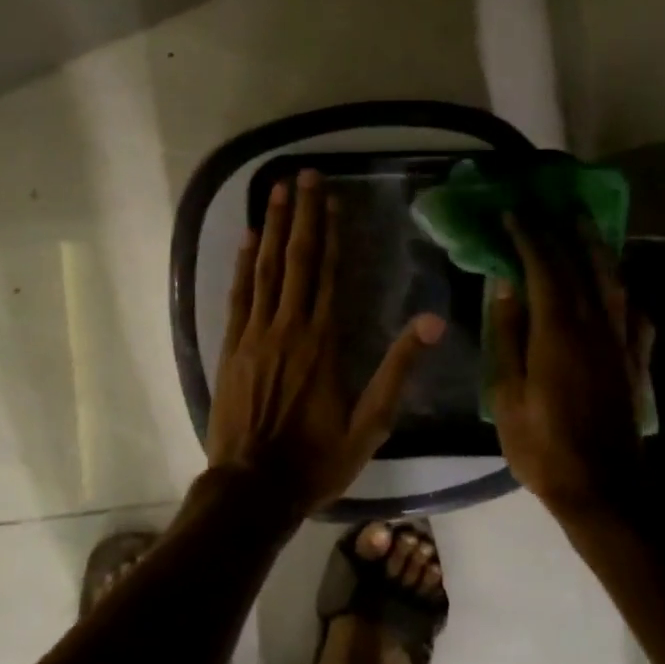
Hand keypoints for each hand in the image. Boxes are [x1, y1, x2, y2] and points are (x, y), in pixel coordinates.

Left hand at [207, 170, 445, 516]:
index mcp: (323, 342)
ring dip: (271, 227)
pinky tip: (247, 238)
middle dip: (301, 214)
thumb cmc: (316, 459)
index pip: (328, 273)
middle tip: (302, 174)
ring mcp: (254, 334)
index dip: (331, 231)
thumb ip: (399, 370)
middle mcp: (287, 327)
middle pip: (296, 259)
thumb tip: (433, 321)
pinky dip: (242, 264)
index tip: (331, 196)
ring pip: (264, 269)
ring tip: (276, 190)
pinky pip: (238, 295)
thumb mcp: (370, 424)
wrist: (252, 489)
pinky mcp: (231, 347)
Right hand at [489, 212, 654, 518]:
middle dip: (561, 232)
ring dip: (597, 249)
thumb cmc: (543, 445)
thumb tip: (506, 287)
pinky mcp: (635, 363)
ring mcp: (620, 344)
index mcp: (558, 331)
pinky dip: (623, 293)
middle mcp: (595, 327)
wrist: (604, 491)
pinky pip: (634, 315)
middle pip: (580, 266)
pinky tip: (618, 289)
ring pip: (612, 283)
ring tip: (584, 226)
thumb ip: (508, 336)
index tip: (512, 213)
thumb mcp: (508, 393)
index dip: (528, 237)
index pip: (543, 268)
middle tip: (547, 206)